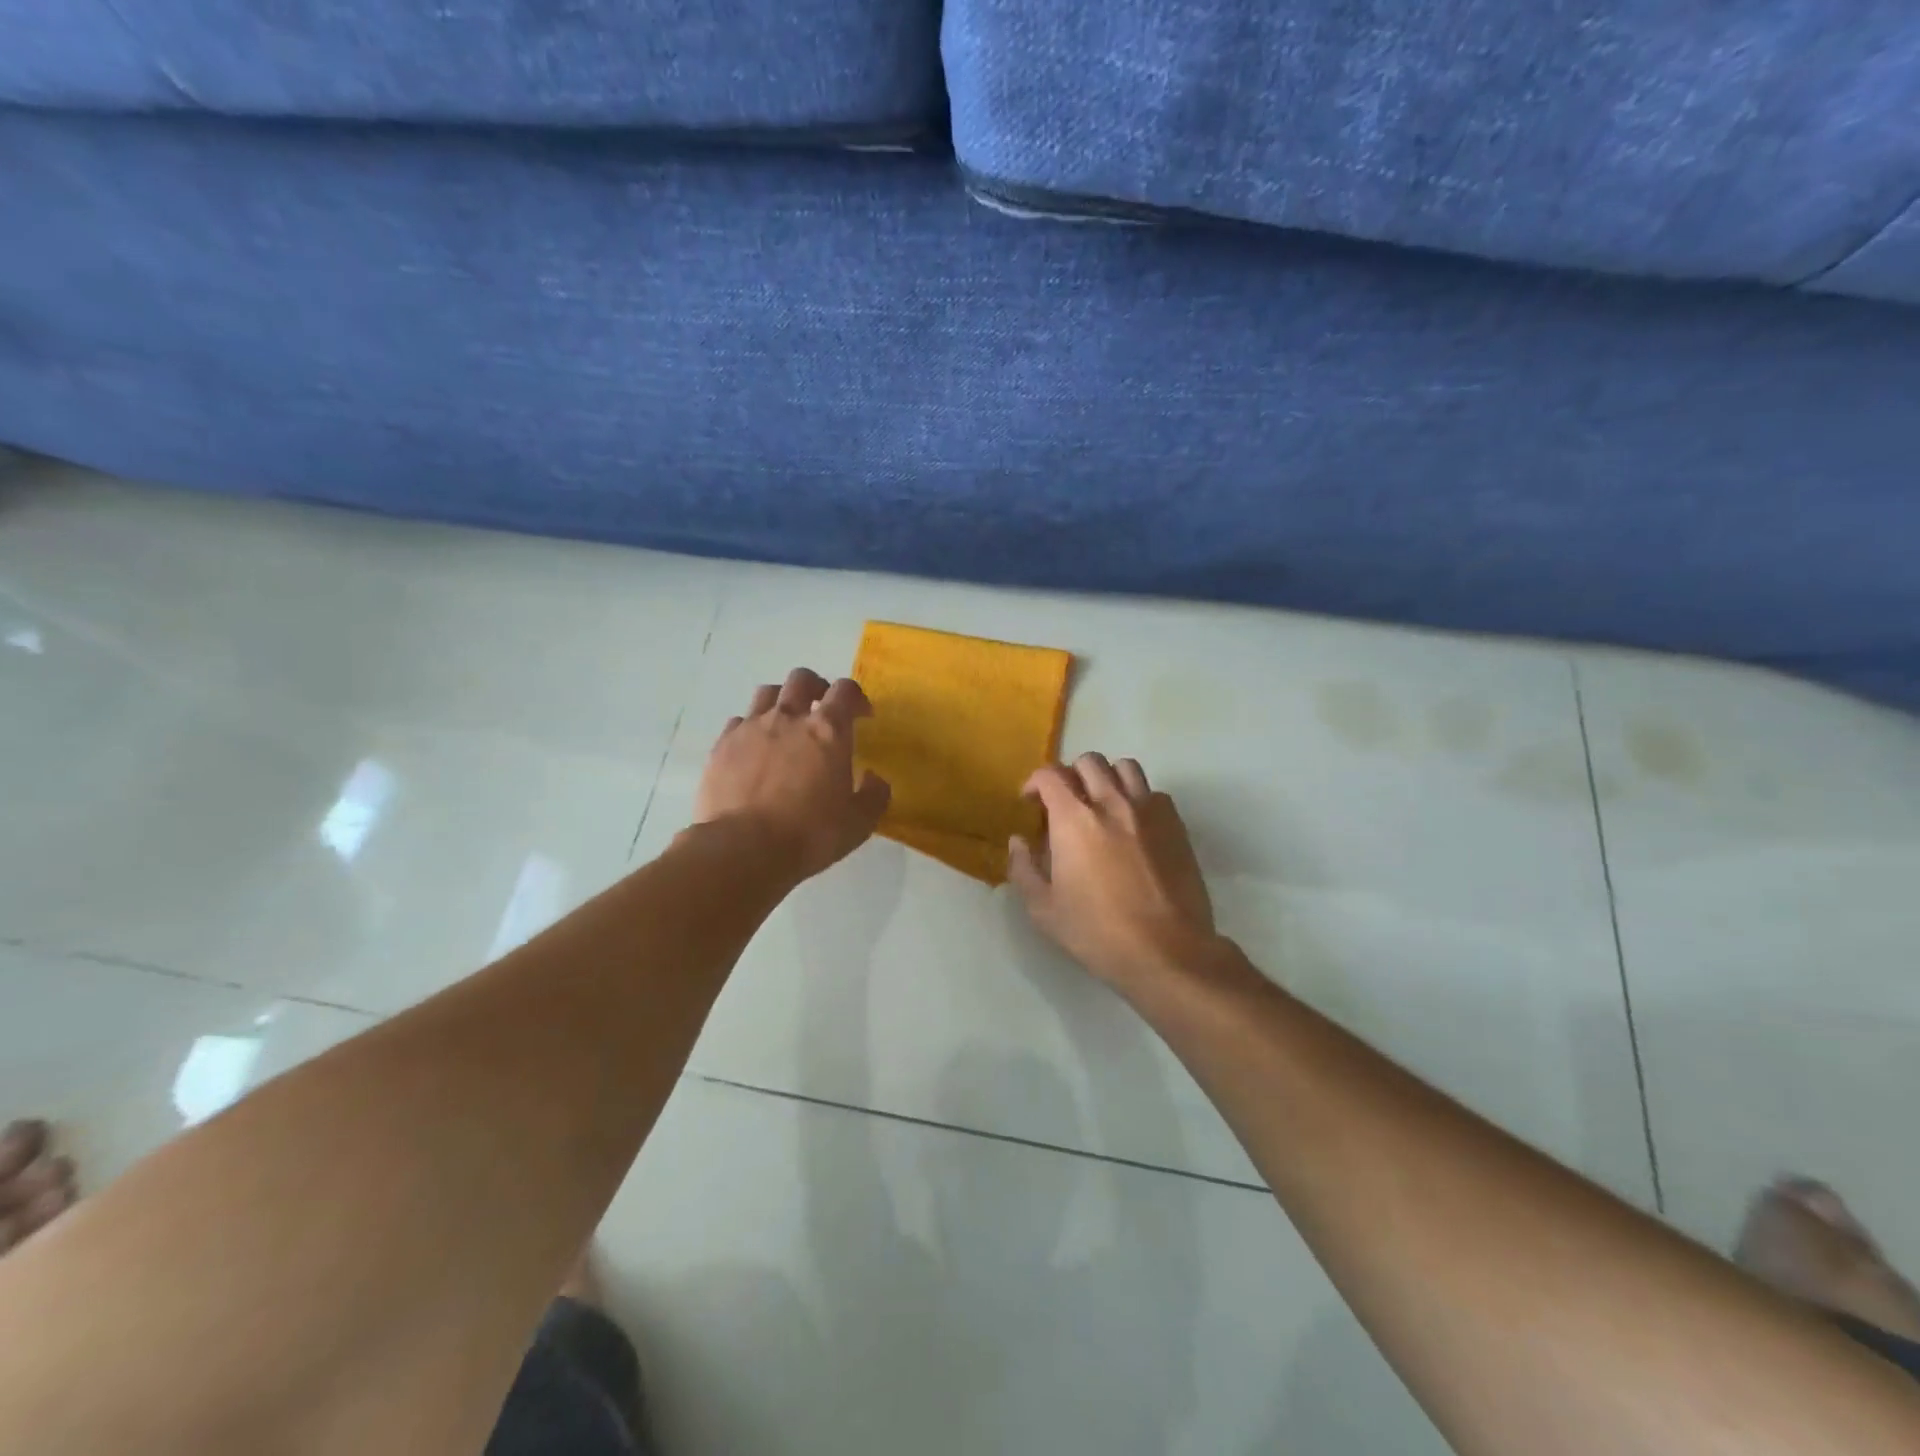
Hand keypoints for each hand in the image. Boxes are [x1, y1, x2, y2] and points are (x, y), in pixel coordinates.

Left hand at [693, 668, 890, 882]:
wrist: (743, 849)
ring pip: (766, 693)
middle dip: (817, 688)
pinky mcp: (721, 746)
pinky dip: (751, 728)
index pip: (846, 691)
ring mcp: (750, 728)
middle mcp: (788, 718)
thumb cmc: (810, 834)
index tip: (862, 715)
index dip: (857, 698)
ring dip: (781, 702)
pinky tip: (754, 750)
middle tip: (822, 711)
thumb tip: (873, 778)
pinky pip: (738, 722)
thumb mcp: (859, 823)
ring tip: (785, 725)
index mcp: (828, 730)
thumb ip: (874, 795)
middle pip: (802, 679)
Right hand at [1008, 754, 1217, 990]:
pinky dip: (1138, 798)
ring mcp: (1148, 810)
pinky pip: (1154, 793)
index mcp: (1074, 819)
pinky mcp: (1176, 824)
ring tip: (1101, 803)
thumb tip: (1019, 841)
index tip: (1031, 803)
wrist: (1166, 951)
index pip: (1050, 775)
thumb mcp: (1043, 909)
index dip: (1035, 782)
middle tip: (1065, 803)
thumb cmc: (1097, 932)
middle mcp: (1111, 802)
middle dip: (1070, 776)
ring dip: (1106, 778)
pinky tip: (1133, 825)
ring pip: (1125, 767)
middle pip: (1088, 762)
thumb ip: (1023, 868)